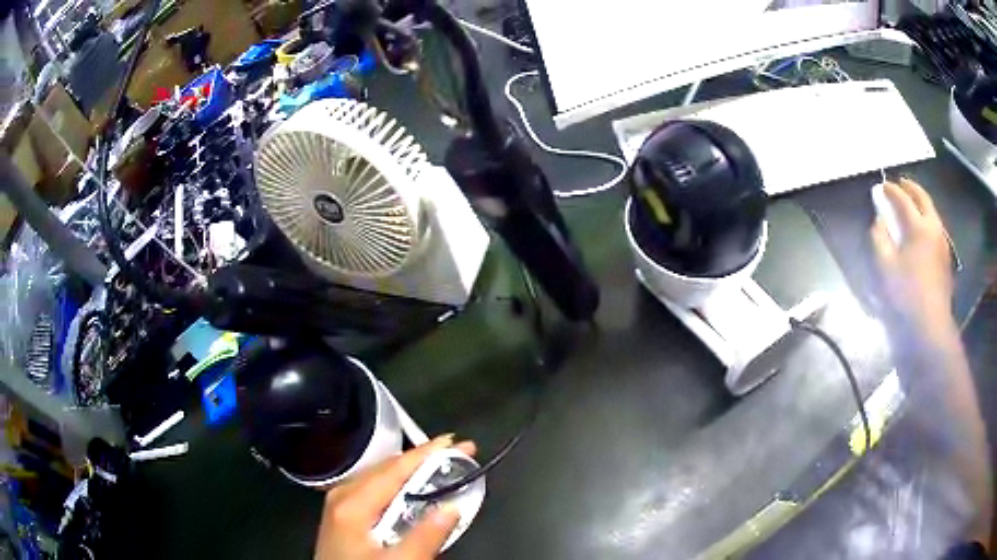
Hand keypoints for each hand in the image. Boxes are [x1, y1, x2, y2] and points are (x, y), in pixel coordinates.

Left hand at [315, 435, 476, 559]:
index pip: (396, 469)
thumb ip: (425, 537)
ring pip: (381, 477)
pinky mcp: (343, 516)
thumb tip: (452, 508)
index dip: (429, 454)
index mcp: (352, 503)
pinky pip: (375, 489)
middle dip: (424, 459)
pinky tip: (415, 489)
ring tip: (441, 466)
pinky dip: (400, 485)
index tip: (459, 444)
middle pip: (387, 468)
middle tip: (457, 454)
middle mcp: (343, 495)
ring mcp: (340, 504)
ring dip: (413, 471)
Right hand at [870, 178, 954, 337]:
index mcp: (918, 227)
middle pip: (923, 198)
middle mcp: (933, 228)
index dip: (891, 190)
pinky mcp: (946, 259)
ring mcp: (942, 243)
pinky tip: (922, 228)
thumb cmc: (905, 296)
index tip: (881, 186)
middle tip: (900, 183)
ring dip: (921, 202)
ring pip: (932, 212)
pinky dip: (928, 219)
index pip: (903, 199)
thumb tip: (879, 219)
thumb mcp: (884, 268)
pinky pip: (937, 228)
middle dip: (910, 187)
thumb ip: (879, 238)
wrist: (930, 327)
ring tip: (912, 203)